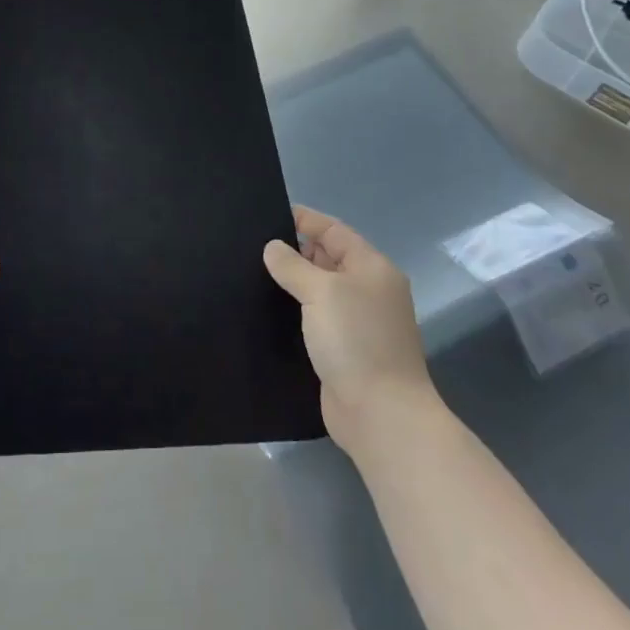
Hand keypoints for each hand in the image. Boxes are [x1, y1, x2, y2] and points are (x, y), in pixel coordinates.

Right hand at [264, 206, 434, 457]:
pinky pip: (314, 318)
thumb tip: (272, 247)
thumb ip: (293, 265)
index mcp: (371, 268)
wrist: (380, 414)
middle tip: (249, 246)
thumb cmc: (356, 341)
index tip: (265, 215)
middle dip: (293, 250)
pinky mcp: (343, 350)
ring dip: (291, 283)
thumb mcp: (321, 292)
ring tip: (249, 273)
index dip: (303, 220)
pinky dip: (294, 311)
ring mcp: (357, 322)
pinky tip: (266, 310)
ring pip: (318, 290)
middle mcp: (367, 290)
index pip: (334, 230)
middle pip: (327, 258)